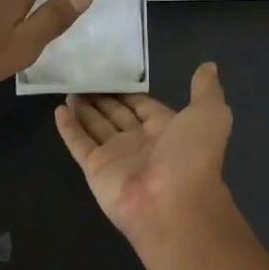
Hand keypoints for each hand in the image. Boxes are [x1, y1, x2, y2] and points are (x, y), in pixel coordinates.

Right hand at [54, 63, 234, 245]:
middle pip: (117, 115)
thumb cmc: (191, 156)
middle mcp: (141, 142)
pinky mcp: (95, 169)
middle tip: (83, 77)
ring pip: (96, 127)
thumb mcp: (210, 114)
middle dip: (103, 99)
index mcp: (167, 129)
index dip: (129, 91)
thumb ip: (206, 90)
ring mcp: (116, 157)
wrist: (172, 203)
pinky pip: (79, 144)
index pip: (143, 105)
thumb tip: (208, 66)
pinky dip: (68, 127)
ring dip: (84, 109)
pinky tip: (58, 110)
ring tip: (69, 89)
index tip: (112, 71)